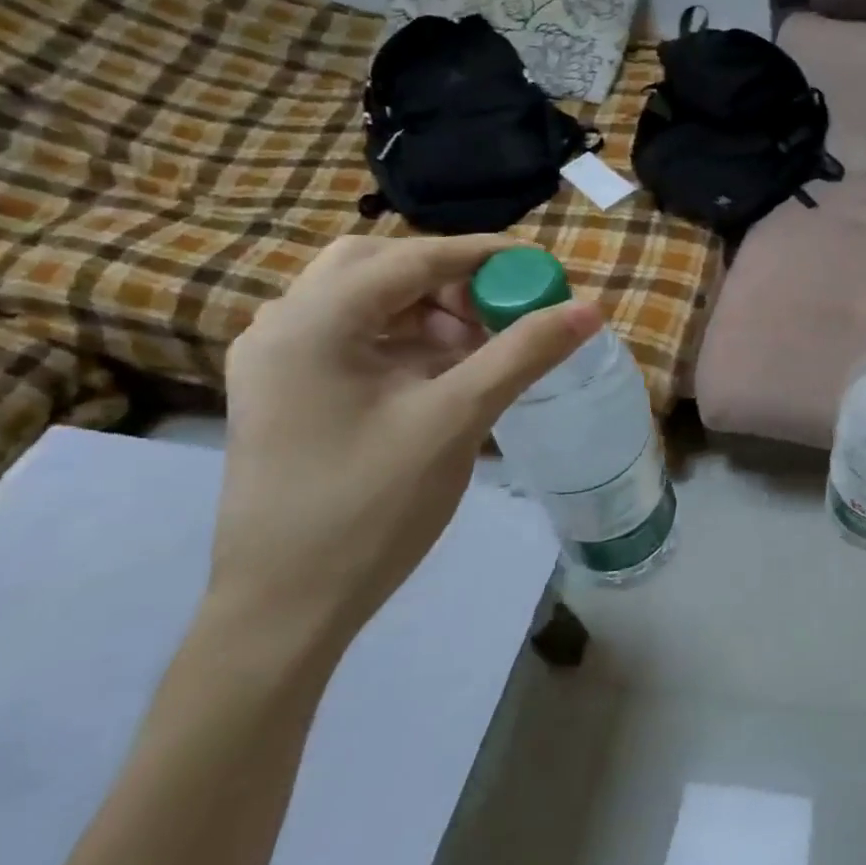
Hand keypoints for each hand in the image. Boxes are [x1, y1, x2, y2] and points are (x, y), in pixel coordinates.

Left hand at [212, 235, 598, 646]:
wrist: (285, 610)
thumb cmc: (370, 509)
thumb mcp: (456, 420)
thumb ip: (522, 354)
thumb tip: (588, 308)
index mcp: (312, 324)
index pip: (410, 259)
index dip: (482, 254)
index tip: (538, 266)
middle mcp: (282, 328)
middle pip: (376, 267)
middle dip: (447, 277)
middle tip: (499, 305)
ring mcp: (277, 362)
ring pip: (363, 301)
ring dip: (427, 307)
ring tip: (480, 343)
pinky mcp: (286, 394)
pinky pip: (354, 338)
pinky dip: (405, 338)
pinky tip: (444, 371)